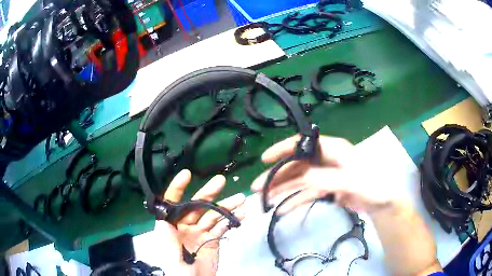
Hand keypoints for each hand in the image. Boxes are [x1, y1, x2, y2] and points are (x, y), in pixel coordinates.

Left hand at [159, 169, 245, 275]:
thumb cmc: (178, 270)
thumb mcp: (170, 255)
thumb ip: (167, 238)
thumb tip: (164, 218)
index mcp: (171, 226)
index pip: (172, 203)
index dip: (177, 187)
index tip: (187, 174)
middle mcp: (185, 225)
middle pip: (197, 206)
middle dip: (209, 193)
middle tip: (221, 181)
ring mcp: (200, 232)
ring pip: (213, 215)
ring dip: (226, 206)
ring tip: (241, 199)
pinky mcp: (212, 240)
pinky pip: (221, 227)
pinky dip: (231, 220)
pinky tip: (241, 214)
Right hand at [251, 135, 402, 214]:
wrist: (382, 202)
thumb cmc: (373, 185)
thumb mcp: (353, 181)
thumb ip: (328, 178)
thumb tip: (303, 177)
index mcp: (333, 149)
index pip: (304, 144)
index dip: (283, 150)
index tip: (265, 159)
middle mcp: (326, 160)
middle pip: (297, 165)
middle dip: (277, 176)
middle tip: (257, 187)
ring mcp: (325, 175)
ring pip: (299, 181)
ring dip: (282, 190)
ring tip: (265, 200)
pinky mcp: (326, 189)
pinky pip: (306, 194)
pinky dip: (294, 201)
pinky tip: (281, 210)